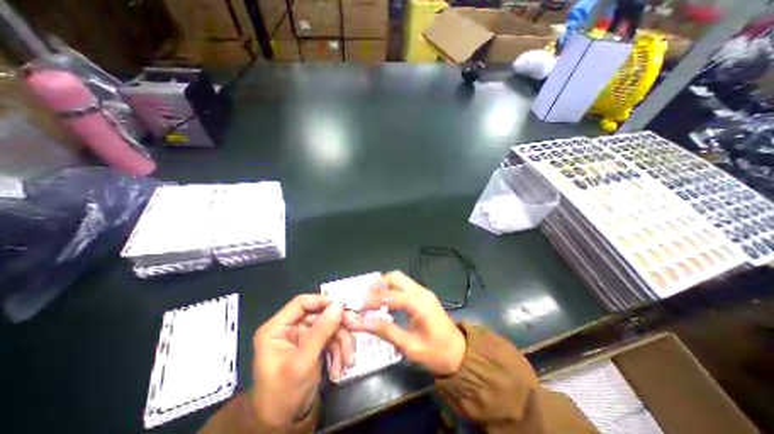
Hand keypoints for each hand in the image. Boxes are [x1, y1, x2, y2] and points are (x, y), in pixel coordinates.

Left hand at [250, 294, 350, 427]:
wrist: (283, 425)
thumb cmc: (284, 394)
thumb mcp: (303, 361)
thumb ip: (322, 331)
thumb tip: (339, 305)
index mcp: (277, 328)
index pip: (302, 303)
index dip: (323, 302)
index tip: (343, 308)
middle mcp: (290, 328)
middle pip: (320, 315)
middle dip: (338, 327)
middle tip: (355, 330)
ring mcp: (303, 336)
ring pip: (329, 327)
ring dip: (341, 343)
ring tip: (347, 361)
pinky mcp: (313, 345)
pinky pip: (331, 339)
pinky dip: (338, 351)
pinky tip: (340, 368)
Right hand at [345, 271, 465, 375]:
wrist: (459, 352)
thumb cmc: (436, 353)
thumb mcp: (409, 346)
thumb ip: (386, 331)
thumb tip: (364, 322)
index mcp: (418, 303)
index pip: (390, 295)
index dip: (372, 300)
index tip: (360, 308)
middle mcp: (421, 291)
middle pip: (395, 277)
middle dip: (378, 284)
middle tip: (365, 298)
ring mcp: (423, 291)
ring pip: (400, 278)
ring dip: (384, 285)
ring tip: (372, 299)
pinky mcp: (423, 295)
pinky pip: (404, 285)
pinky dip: (392, 289)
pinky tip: (385, 301)